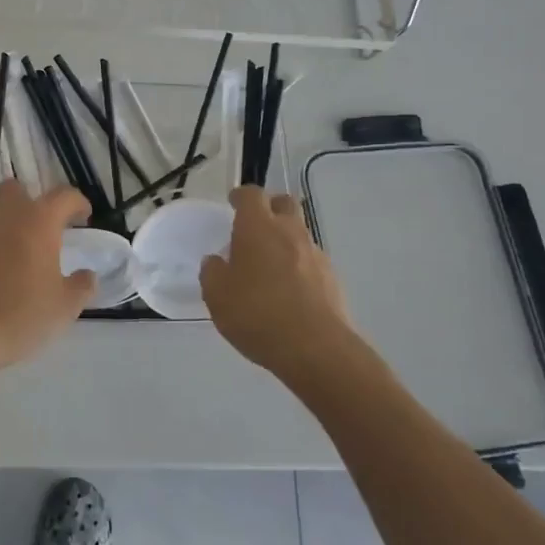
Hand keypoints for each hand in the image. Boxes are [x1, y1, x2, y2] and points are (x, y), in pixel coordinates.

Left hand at [0, 181, 94, 377]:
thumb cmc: (21, 316)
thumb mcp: (64, 308)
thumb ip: (81, 286)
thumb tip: (87, 275)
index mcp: (38, 222)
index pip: (64, 196)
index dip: (77, 203)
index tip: (83, 218)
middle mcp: (3, 216)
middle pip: (17, 191)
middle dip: (30, 202)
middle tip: (41, 232)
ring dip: (5, 230)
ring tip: (12, 264)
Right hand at [201, 186, 353, 375]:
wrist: (315, 348)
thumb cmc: (257, 314)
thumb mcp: (217, 297)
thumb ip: (212, 273)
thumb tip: (215, 261)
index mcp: (258, 228)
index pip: (251, 195)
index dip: (241, 196)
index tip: (232, 203)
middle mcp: (289, 232)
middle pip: (284, 203)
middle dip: (270, 208)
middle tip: (254, 226)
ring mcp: (315, 254)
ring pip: (299, 233)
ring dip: (285, 239)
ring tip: (269, 265)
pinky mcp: (332, 278)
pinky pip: (310, 260)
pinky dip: (298, 265)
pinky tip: (288, 290)